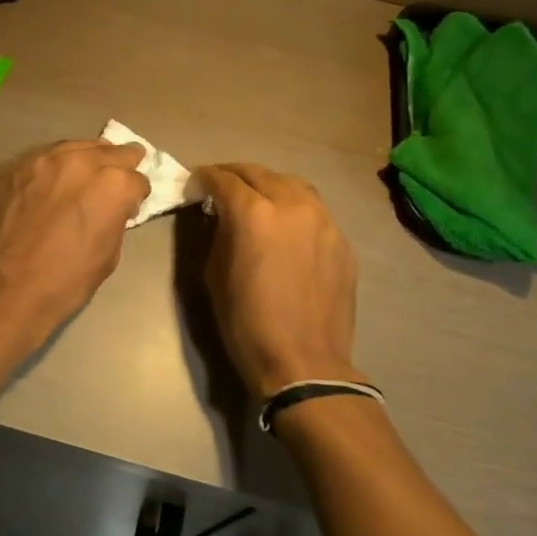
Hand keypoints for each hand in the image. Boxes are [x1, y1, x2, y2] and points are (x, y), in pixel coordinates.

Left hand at [0, 140, 150, 342]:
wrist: (3, 289)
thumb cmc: (64, 282)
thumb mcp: (108, 256)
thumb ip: (115, 219)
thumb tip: (113, 209)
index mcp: (113, 185)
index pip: (138, 179)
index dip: (136, 196)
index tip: (129, 207)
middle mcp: (82, 162)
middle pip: (112, 152)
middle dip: (119, 166)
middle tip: (117, 179)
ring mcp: (45, 160)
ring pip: (77, 147)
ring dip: (87, 159)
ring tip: (87, 173)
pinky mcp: (16, 167)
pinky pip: (46, 158)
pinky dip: (56, 167)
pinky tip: (53, 182)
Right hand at [196, 163, 363, 398]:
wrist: (304, 363)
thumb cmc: (247, 323)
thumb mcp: (214, 275)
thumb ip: (219, 234)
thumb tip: (221, 216)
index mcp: (254, 213)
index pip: (224, 179)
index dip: (204, 178)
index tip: (195, 184)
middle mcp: (292, 205)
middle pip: (260, 173)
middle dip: (235, 175)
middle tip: (220, 184)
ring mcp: (323, 221)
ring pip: (293, 185)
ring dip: (269, 184)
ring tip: (256, 196)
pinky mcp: (341, 241)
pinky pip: (314, 211)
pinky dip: (294, 208)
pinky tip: (285, 226)